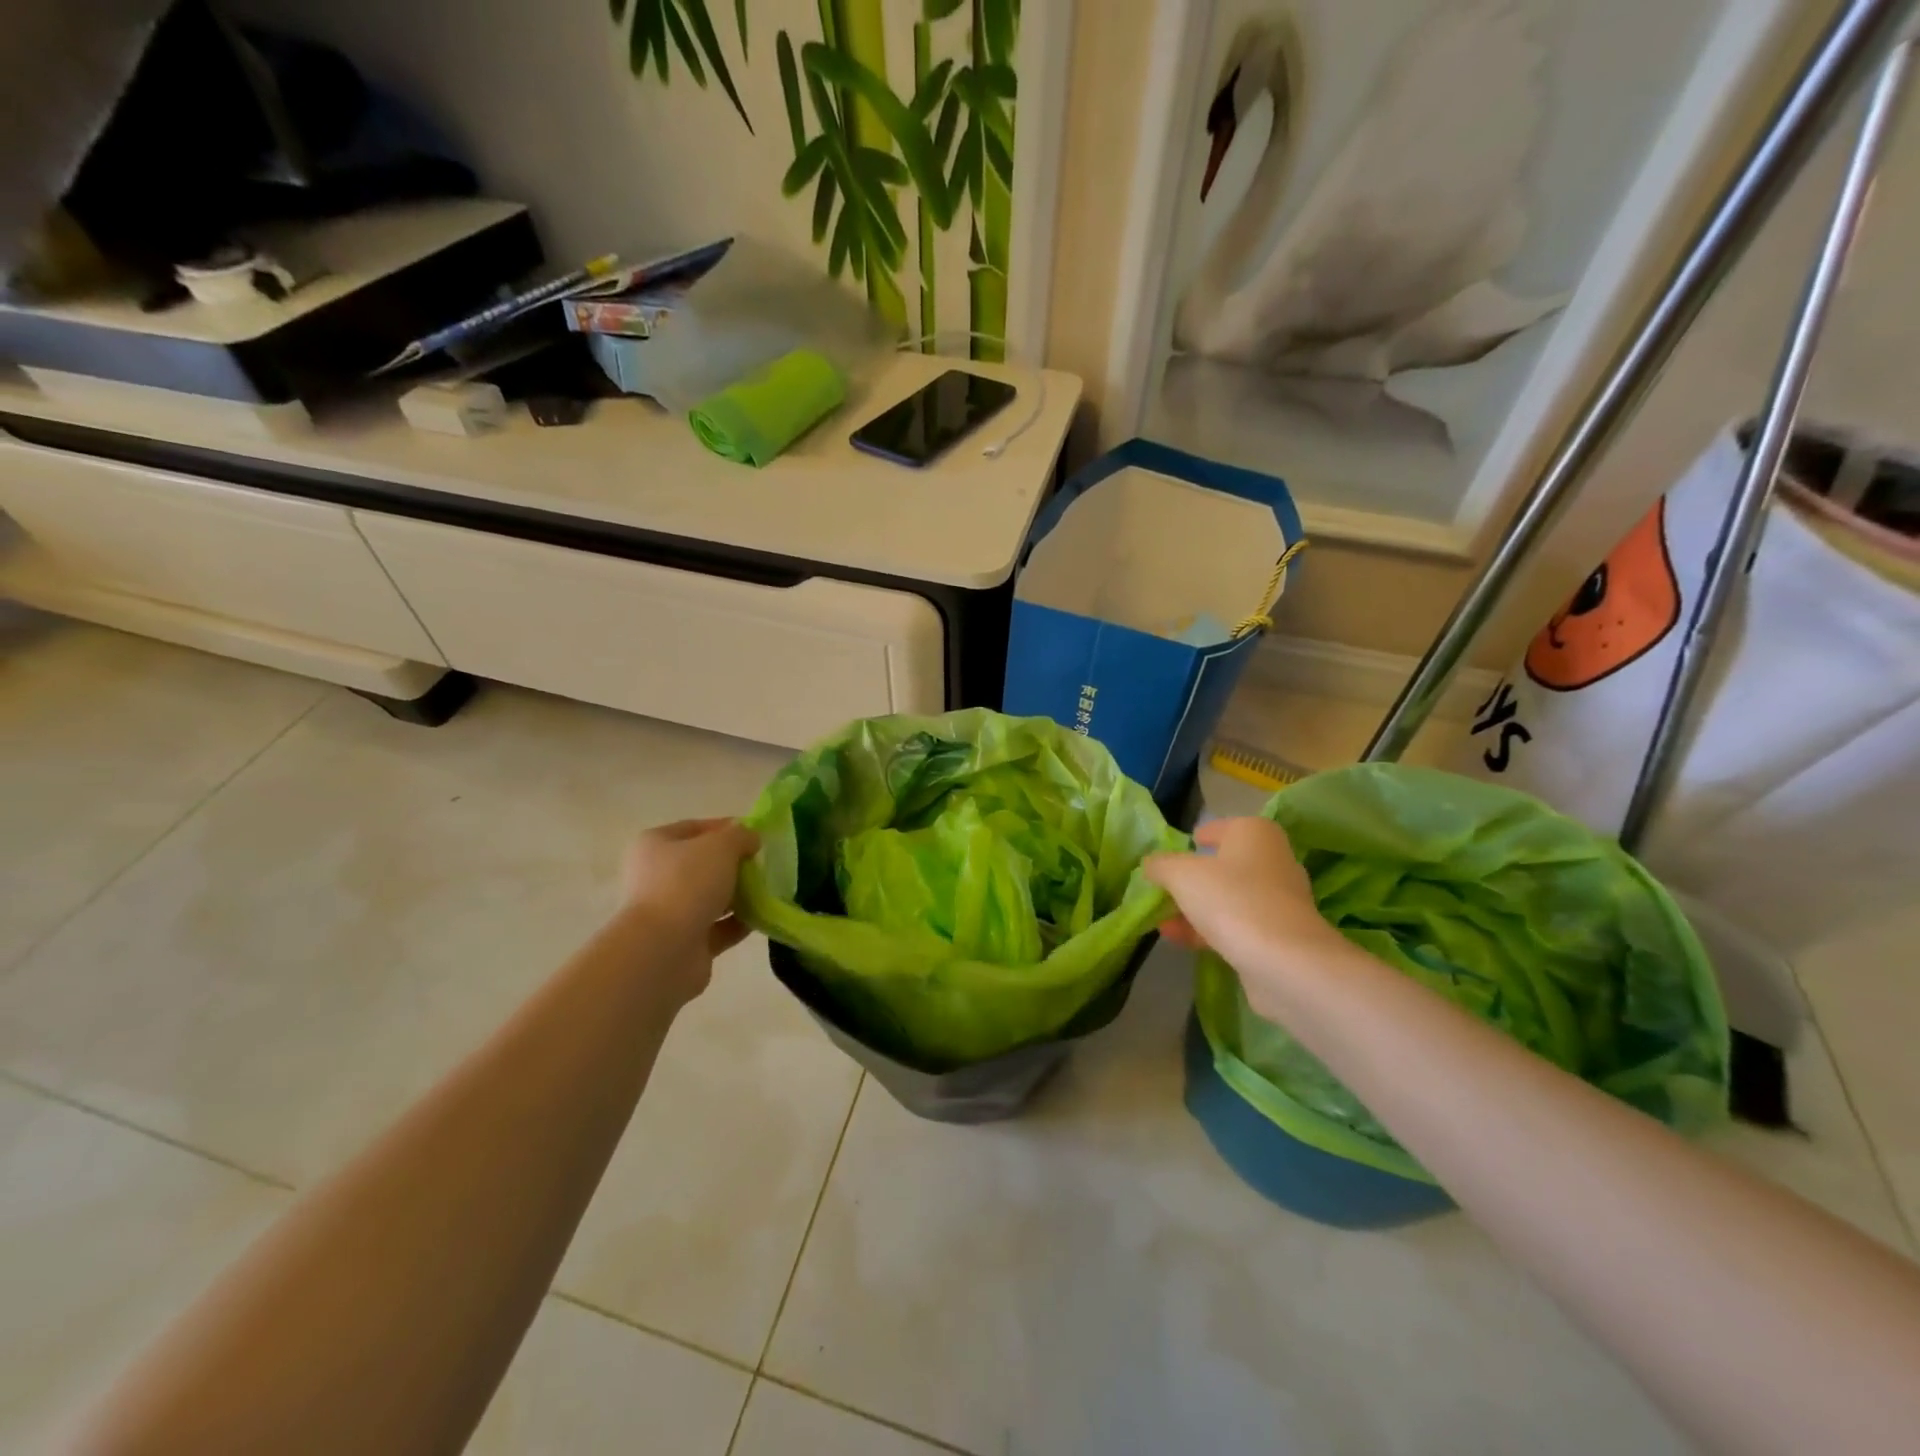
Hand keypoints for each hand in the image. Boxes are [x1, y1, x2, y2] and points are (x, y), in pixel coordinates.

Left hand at [621, 819, 760, 993]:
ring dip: (740, 894)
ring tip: (769, 890)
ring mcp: (670, 913)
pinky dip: (739, 922)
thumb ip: (740, 836)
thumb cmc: (687, 884)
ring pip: (712, 897)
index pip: (694, 829)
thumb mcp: (721, 846)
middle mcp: (657, 877)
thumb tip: (751, 839)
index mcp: (655, 846)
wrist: (663, 950)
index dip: (726, 828)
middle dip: (735, 864)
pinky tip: (763, 917)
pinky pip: (719, 927)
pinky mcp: (686, 943)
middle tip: (764, 864)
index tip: (756, 835)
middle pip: (704, 864)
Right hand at [1144, 817, 1343, 1015]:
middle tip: (1162, 890)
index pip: (1219, 828)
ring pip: (1227, 898)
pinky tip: (1179, 940)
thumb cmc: (1231, 899)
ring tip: (1162, 921)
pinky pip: (1236, 925)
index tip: (1173, 855)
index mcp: (1255, 832)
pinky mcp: (1278, 935)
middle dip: (1190, 880)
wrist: (1284, 961)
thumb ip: (1160, 865)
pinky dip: (1208, 930)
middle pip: (1222, 866)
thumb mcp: (1180, 874)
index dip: (1195, 839)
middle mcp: (1272, 860)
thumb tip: (1151, 864)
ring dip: (1194, 908)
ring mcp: (1278, 900)